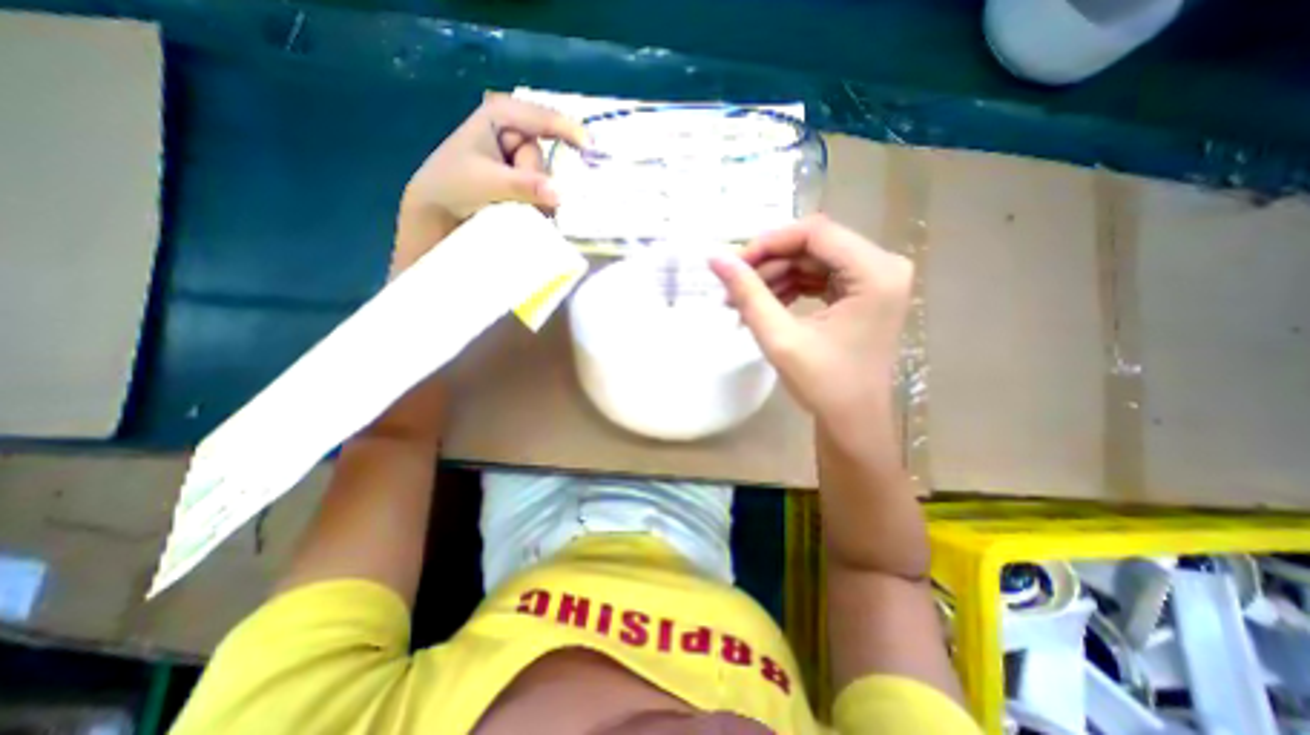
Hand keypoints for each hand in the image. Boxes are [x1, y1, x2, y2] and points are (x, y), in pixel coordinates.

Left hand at [391, 92, 584, 271]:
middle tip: (511, 192)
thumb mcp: (487, 181)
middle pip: (543, 155)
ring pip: (545, 177)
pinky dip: (539, 202)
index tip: (591, 148)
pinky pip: (543, 190)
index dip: (569, 131)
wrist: (437, 211)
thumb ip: (524, 185)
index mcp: (500, 115)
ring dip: (535, 195)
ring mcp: (518, 157)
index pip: (543, 118)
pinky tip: (527, 210)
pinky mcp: (522, 179)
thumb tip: (561, 193)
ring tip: (510, 203)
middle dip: (535, 177)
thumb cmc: (452, 185)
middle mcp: (514, 132)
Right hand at [713, 215, 914, 425]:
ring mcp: (875, 279)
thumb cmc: (823, 385)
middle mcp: (883, 266)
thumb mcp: (779, 337)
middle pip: (814, 245)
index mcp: (875, 273)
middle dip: (768, 264)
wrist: (852, 421)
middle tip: (733, 288)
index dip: (768, 243)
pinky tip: (767, 305)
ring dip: (775, 277)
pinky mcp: (864, 292)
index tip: (734, 265)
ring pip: (812, 259)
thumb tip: (716, 258)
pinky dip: (789, 287)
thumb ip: (748, 293)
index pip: (815, 232)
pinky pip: (819, 276)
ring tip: (743, 302)